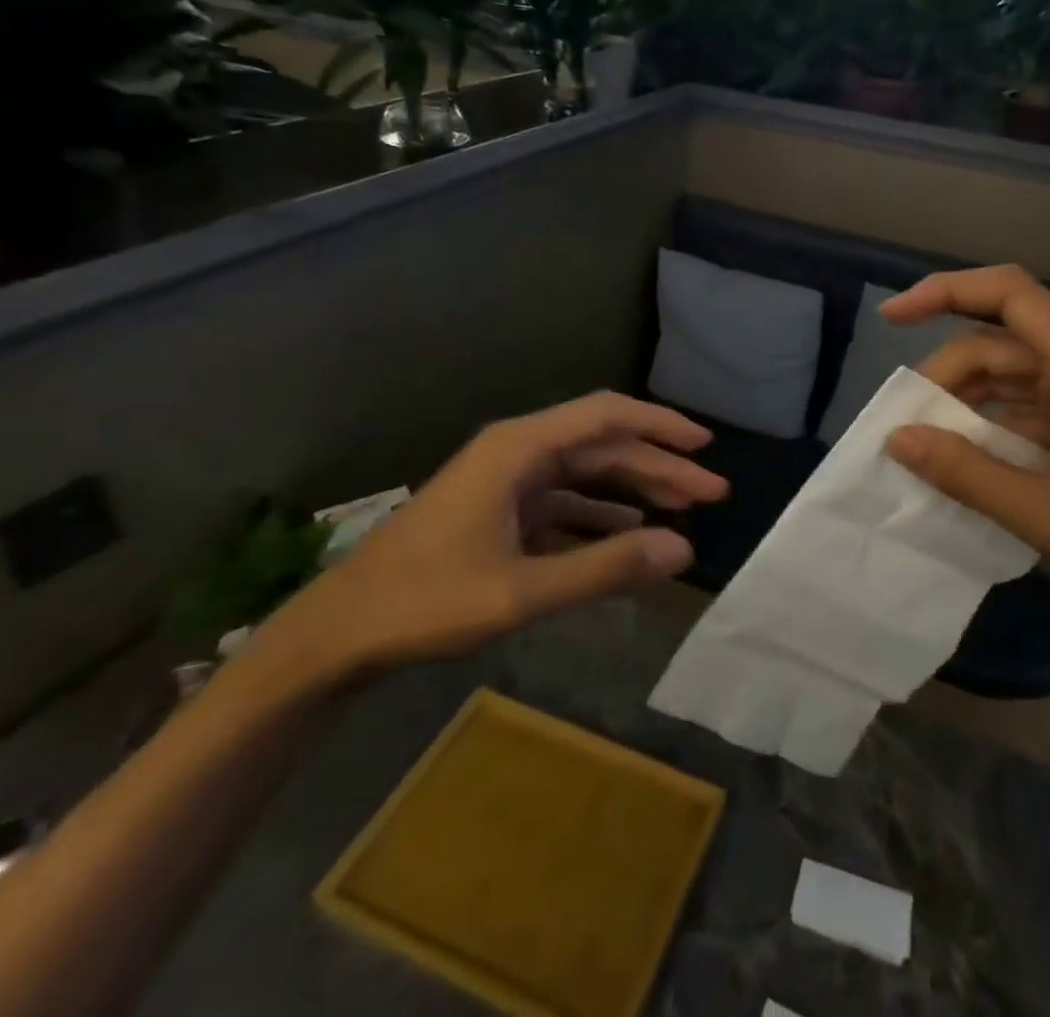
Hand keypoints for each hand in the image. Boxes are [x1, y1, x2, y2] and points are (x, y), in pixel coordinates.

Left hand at [253, 393, 727, 685]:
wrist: (338, 633)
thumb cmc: (426, 601)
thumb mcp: (523, 589)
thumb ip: (605, 567)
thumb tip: (683, 550)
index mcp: (520, 448)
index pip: (606, 416)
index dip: (660, 426)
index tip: (705, 446)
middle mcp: (517, 452)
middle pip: (602, 445)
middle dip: (659, 466)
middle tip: (711, 494)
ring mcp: (506, 482)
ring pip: (586, 473)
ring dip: (634, 489)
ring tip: (683, 511)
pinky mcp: (498, 512)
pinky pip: (563, 503)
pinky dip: (600, 516)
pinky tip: (629, 534)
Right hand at [880, 266, 1049, 620]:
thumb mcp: (1045, 512)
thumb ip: (966, 473)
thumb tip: (897, 438)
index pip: (1006, 291)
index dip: (943, 291)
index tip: (891, 318)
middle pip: (998, 340)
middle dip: (946, 374)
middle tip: (909, 427)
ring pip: (1010, 376)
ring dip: (966, 403)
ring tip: (930, 447)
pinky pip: (1029, 408)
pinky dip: (993, 426)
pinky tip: (970, 463)